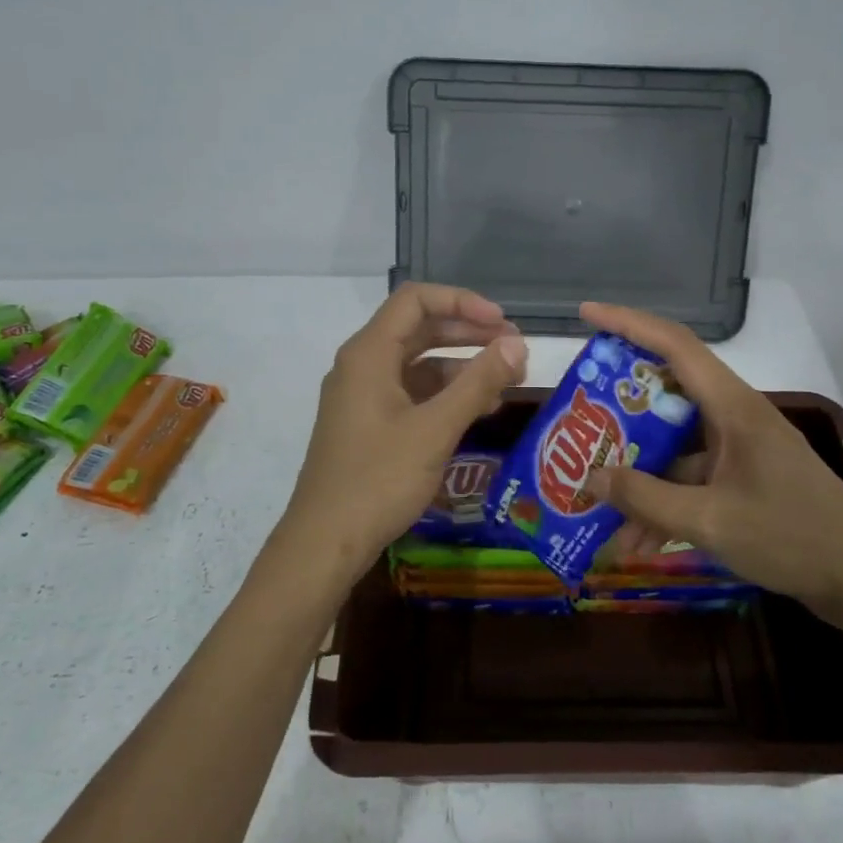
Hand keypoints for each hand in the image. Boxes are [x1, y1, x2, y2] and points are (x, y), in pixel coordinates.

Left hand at [282, 284, 526, 578]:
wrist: (326, 541)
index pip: (416, 300)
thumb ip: (478, 383)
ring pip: (417, 364)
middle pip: (418, 329)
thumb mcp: (435, 429)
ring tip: (505, 381)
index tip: (503, 323)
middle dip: (468, 334)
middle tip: (514, 349)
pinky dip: (444, 394)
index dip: (463, 302)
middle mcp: (362, 365)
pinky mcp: (367, 424)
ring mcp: (362, 396)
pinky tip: (477, 410)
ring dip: (461, 366)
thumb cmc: (379, 479)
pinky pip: (411, 393)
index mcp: (369, 354)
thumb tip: (517, 344)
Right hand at [579, 301, 842, 634]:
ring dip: (638, 475)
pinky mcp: (743, 480)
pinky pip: (689, 480)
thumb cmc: (792, 537)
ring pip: (673, 449)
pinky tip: (636, 542)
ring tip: (596, 505)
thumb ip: (646, 499)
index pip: (675, 346)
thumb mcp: (710, 521)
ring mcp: (739, 450)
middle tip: (578, 422)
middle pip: (665, 396)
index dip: (628, 324)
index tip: (587, 314)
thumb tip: (590, 478)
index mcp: (732, 408)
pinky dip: (662, 503)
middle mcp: (734, 419)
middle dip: (618, 412)